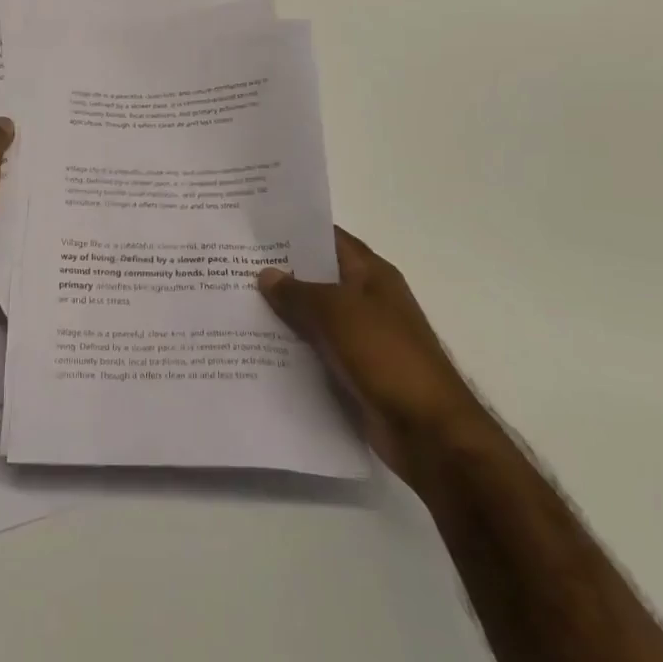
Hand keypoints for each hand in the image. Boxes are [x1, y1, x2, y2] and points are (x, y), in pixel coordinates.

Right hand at [258, 227, 481, 480]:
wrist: (429, 433)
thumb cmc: (386, 356)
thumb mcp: (337, 313)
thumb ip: (298, 292)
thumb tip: (266, 274)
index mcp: (372, 275)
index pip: (329, 239)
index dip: (295, 231)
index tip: (255, 227)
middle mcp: (367, 300)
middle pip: (318, 278)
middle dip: (280, 273)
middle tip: (232, 264)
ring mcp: (362, 338)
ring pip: (313, 317)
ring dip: (282, 314)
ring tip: (235, 304)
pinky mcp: (354, 373)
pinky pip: (316, 351)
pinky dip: (291, 349)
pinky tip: (256, 347)